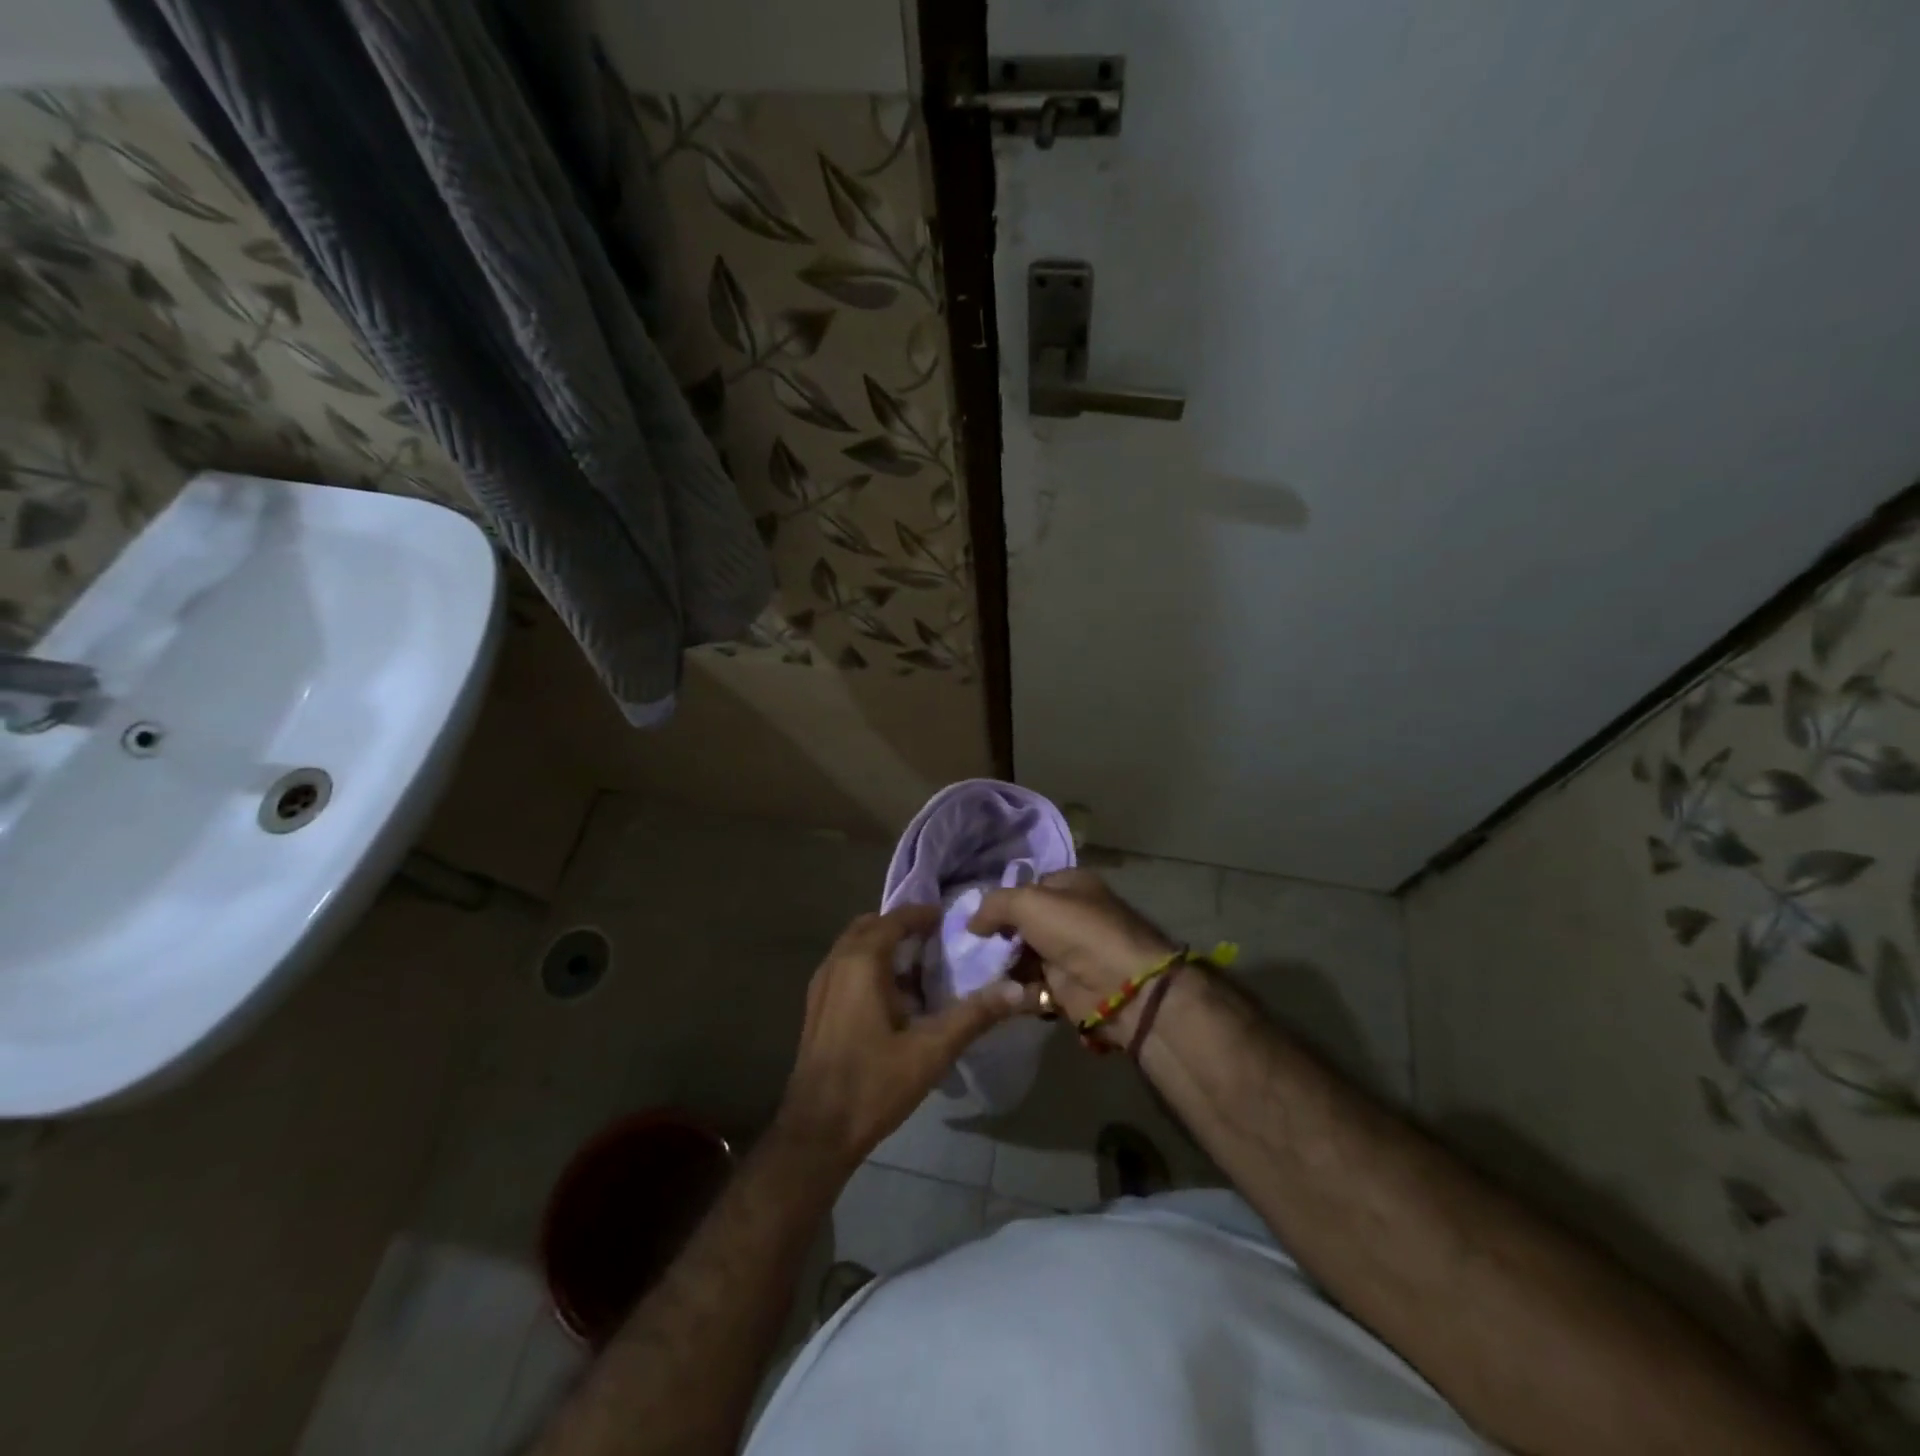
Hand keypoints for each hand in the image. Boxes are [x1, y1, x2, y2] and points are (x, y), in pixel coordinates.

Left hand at [775, 906, 1032, 1168]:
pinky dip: (868, 965)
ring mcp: (821, 985)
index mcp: (861, 963)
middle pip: (871, 927)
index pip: (894, 920)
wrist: (817, 1132)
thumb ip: (975, 1015)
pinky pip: (845, 967)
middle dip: (901, 926)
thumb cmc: (874, 1084)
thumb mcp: (932, 1050)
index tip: (951, 920)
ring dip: (883, 945)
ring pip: (854, 947)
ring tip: (920, 964)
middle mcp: (836, 963)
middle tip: (936, 940)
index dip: (923, 915)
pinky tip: (893, 996)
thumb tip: (1018, 990)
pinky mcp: (816, 1007)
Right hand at [967, 870, 1177, 1044]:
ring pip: (1023, 957)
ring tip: (977, 974)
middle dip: (998, 938)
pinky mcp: (1066, 988)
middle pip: (1022, 924)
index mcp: (1070, 885)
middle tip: (970, 950)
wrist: (1120, 986)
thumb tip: (972, 923)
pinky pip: (1031, 986)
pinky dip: (1015, 992)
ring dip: (1002, 967)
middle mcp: (1070, 916)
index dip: (1002, 900)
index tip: (976, 918)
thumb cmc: (1076, 931)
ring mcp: (1068, 954)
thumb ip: (994, 905)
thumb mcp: (1028, 902)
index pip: (1027, 886)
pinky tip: (998, 995)